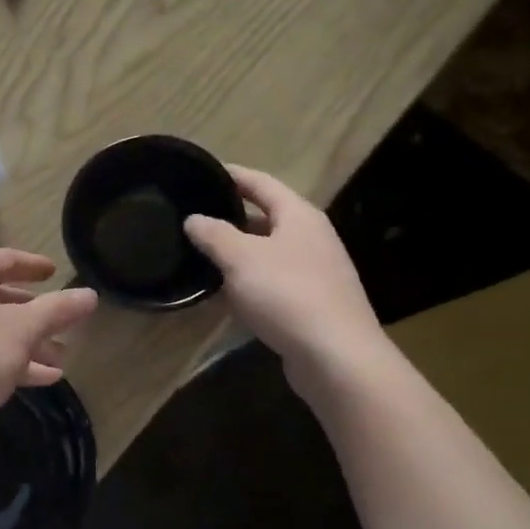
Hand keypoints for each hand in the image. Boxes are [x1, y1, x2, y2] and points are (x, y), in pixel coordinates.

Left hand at [0, 250, 97, 439]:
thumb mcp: (23, 331)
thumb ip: (58, 309)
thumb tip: (90, 294)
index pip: (2, 259)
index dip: (32, 265)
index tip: (56, 272)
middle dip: (35, 313)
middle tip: (63, 322)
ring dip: (26, 341)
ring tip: (61, 358)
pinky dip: (7, 360)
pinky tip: (42, 379)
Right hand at [183, 166, 386, 392]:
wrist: (336, 356)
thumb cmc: (287, 294)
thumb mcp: (241, 258)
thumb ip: (214, 234)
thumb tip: (193, 219)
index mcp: (299, 216)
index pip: (261, 183)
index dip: (232, 175)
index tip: (204, 172)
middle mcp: (311, 238)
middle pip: (266, 218)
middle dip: (230, 218)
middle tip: (194, 219)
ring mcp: (314, 273)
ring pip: (266, 254)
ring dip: (236, 255)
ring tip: (200, 256)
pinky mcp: (311, 304)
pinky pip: (271, 284)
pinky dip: (246, 285)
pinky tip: (222, 297)